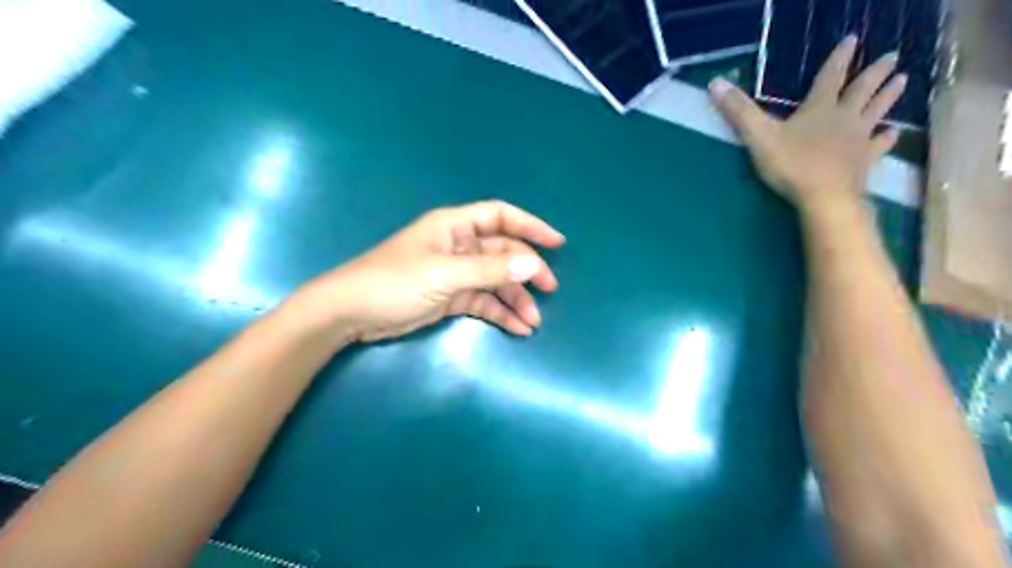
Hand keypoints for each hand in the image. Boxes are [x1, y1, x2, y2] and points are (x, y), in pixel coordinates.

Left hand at [289, 201, 564, 342]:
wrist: (351, 314)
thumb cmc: (394, 282)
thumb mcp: (444, 274)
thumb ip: (490, 269)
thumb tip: (533, 264)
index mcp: (455, 226)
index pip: (501, 216)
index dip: (530, 225)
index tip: (557, 243)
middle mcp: (459, 246)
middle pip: (503, 252)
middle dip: (526, 271)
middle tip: (548, 290)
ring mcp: (455, 273)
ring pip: (496, 281)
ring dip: (515, 299)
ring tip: (532, 321)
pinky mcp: (450, 296)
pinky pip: (483, 301)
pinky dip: (499, 313)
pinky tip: (516, 328)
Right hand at [711, 35, 909, 216]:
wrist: (824, 197)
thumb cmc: (791, 165)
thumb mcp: (758, 136)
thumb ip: (738, 111)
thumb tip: (715, 83)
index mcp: (819, 109)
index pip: (831, 76)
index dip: (840, 58)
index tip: (853, 39)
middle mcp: (844, 118)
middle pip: (862, 89)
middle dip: (875, 72)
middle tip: (893, 56)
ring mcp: (858, 139)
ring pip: (878, 111)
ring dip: (889, 95)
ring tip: (904, 79)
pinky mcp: (865, 161)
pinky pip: (881, 144)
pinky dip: (887, 137)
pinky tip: (893, 133)